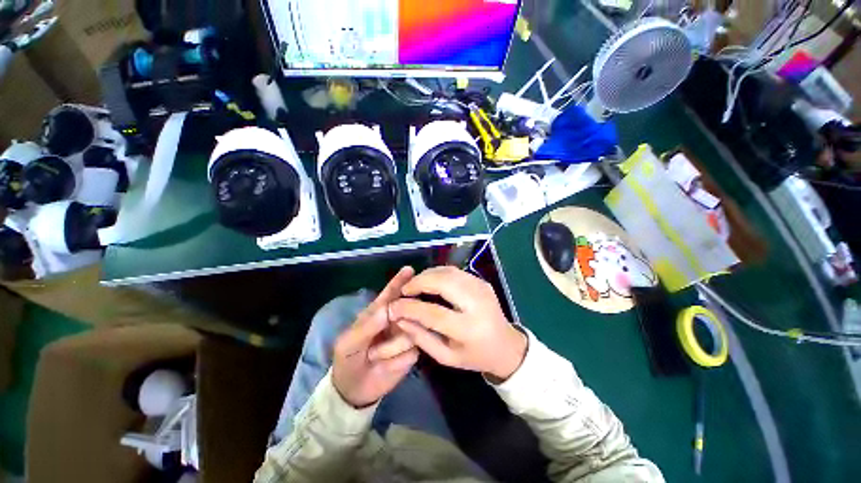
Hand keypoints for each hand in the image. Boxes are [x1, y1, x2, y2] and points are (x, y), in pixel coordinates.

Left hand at [332, 267, 419, 407]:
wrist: (354, 390)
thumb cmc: (348, 359)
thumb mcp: (349, 344)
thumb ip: (367, 326)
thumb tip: (388, 310)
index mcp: (378, 313)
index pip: (391, 294)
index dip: (399, 282)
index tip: (410, 270)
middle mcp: (396, 320)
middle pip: (409, 309)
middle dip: (404, 316)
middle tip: (394, 325)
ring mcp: (406, 335)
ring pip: (412, 332)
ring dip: (391, 347)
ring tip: (375, 357)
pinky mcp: (413, 353)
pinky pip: (412, 351)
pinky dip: (397, 360)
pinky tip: (387, 365)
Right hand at [388, 266, 526, 381]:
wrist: (506, 345)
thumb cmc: (474, 355)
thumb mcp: (446, 356)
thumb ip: (421, 338)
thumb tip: (399, 318)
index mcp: (468, 329)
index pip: (433, 313)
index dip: (409, 307)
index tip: (393, 306)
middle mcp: (476, 303)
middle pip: (442, 283)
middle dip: (418, 282)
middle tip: (404, 290)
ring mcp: (481, 288)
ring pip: (448, 272)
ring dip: (427, 275)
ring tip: (414, 285)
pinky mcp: (481, 281)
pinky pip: (454, 271)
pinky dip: (438, 273)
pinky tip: (430, 281)